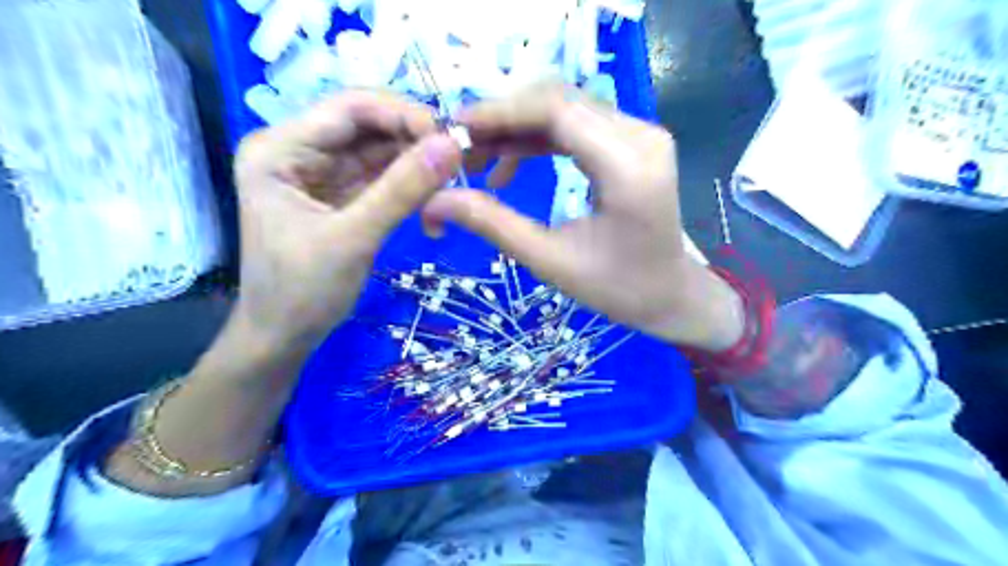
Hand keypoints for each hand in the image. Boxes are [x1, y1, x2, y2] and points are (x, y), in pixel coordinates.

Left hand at [235, 90, 462, 350]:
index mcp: (280, 150)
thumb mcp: (353, 238)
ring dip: (416, 164)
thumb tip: (452, 145)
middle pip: (367, 126)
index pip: (349, 108)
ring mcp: (321, 174)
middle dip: (414, 140)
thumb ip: (402, 190)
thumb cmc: (303, 291)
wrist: (283, 337)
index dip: (402, 114)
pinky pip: (382, 177)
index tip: (449, 138)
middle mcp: (299, 151)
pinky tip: (433, 197)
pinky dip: (409, 185)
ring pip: (379, 151)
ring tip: (451, 181)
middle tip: (457, 161)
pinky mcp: (341, 195)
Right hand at [421, 84, 741, 350]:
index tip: (454, 129)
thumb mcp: (550, 261)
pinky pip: (576, 127)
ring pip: (564, 110)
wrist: (669, 295)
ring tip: (478, 162)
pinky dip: (537, 141)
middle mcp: (641, 136)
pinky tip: (509, 167)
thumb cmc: (617, 288)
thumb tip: (435, 200)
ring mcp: (641, 135)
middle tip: (461, 150)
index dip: (500, 112)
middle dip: (502, 120)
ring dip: (516, 130)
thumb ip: (493, 224)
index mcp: (628, 167)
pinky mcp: (632, 143)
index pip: (556, 111)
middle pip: (558, 102)